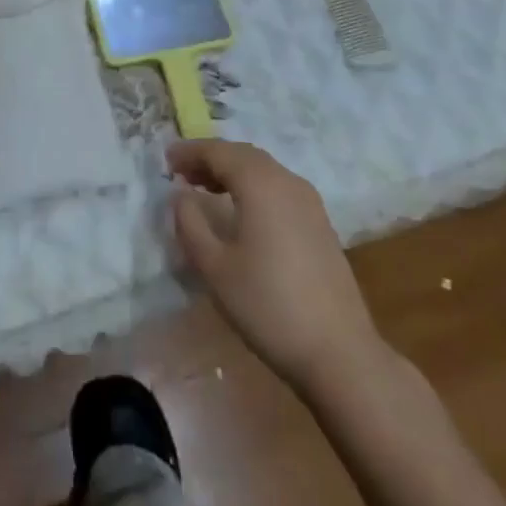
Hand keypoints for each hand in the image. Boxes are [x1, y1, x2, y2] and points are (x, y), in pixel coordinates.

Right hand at [170, 139, 389, 397]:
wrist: (340, 353)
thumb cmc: (269, 306)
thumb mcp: (215, 268)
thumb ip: (191, 224)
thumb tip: (181, 195)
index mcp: (260, 183)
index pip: (219, 152)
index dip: (190, 152)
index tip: (166, 159)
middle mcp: (286, 181)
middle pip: (242, 155)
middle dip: (211, 159)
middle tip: (182, 172)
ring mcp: (308, 201)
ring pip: (263, 170)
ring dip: (232, 172)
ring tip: (205, 189)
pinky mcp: (320, 223)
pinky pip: (278, 187)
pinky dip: (253, 187)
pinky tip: (242, 212)